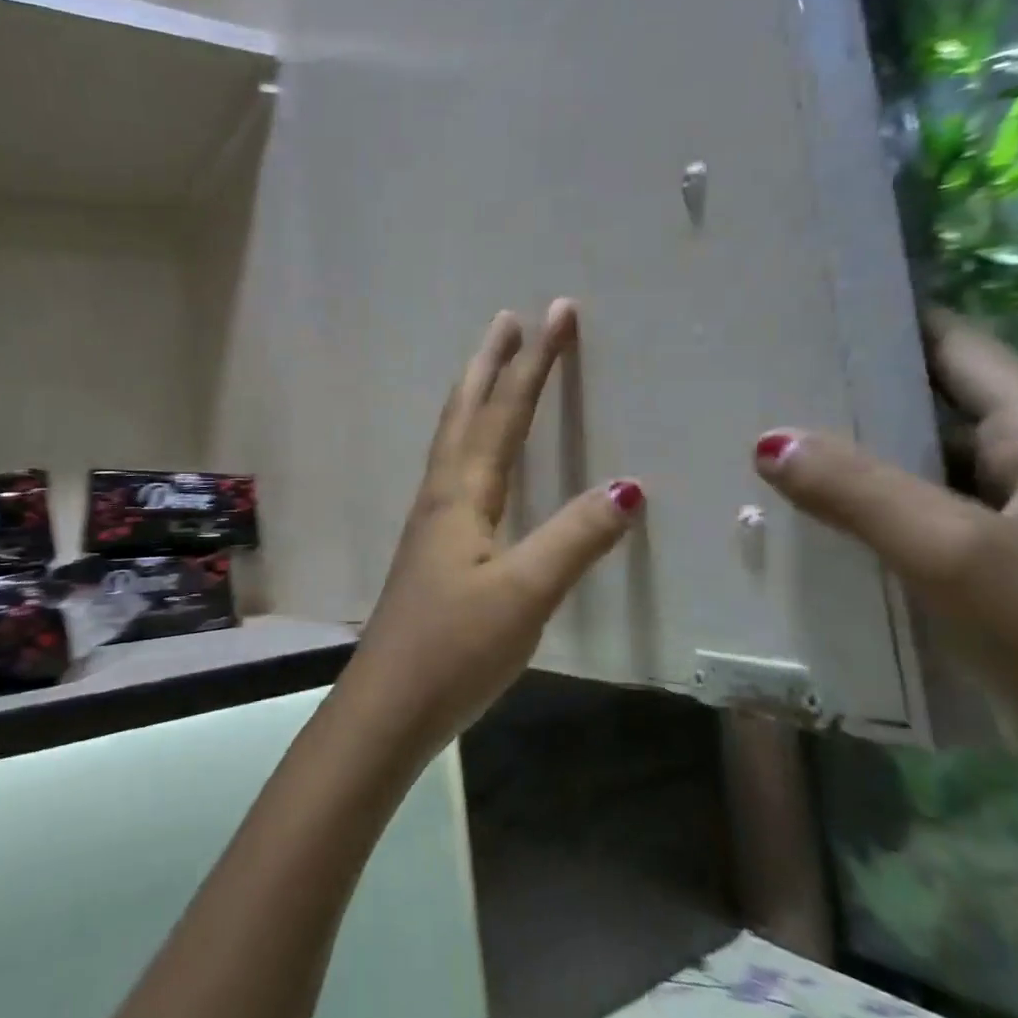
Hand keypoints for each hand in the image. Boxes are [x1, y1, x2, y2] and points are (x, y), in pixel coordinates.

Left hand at [340, 299, 643, 756]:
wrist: (390, 704)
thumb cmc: (454, 647)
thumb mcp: (524, 594)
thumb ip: (575, 540)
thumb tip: (627, 487)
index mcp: (462, 494)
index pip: (505, 412)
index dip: (534, 362)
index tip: (556, 313)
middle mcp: (442, 495)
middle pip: (466, 413)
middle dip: (492, 363)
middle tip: (509, 320)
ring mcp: (432, 522)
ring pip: (454, 439)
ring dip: (475, 396)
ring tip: (491, 369)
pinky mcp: (433, 549)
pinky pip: (454, 471)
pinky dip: (468, 439)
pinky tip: (476, 459)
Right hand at [753, 312, 1017, 798]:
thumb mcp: (960, 555)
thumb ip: (861, 491)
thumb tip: (766, 440)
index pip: (956, 350)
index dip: (887, 321)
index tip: (803, 313)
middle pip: (925, 413)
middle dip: (846, 399)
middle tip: (754, 387)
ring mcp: (1008, 535)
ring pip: (910, 480)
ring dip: (844, 469)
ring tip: (755, 452)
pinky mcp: (986, 588)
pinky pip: (908, 536)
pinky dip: (858, 526)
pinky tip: (799, 530)